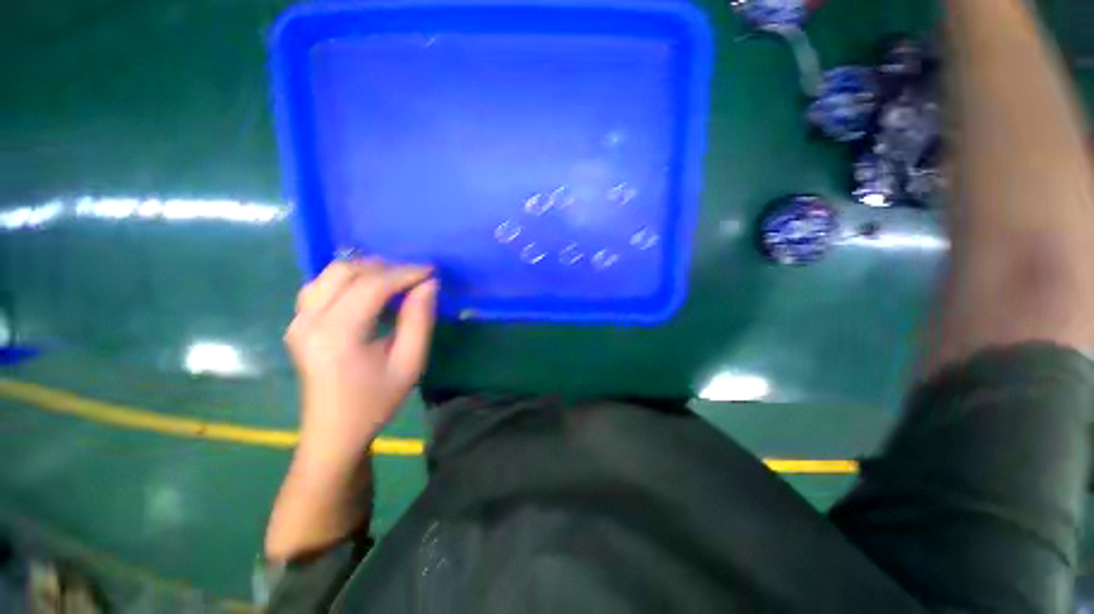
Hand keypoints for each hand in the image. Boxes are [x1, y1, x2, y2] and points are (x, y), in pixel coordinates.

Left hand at [285, 258, 437, 461]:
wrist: (335, 430)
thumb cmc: (376, 400)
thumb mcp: (409, 363)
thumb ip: (419, 319)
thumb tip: (429, 284)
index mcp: (338, 334)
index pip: (372, 285)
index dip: (405, 273)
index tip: (432, 271)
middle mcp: (309, 320)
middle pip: (347, 271)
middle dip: (387, 268)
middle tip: (416, 278)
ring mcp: (298, 320)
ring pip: (331, 273)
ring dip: (367, 270)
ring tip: (395, 281)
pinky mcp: (298, 323)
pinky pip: (321, 285)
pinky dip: (349, 279)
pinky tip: (368, 291)